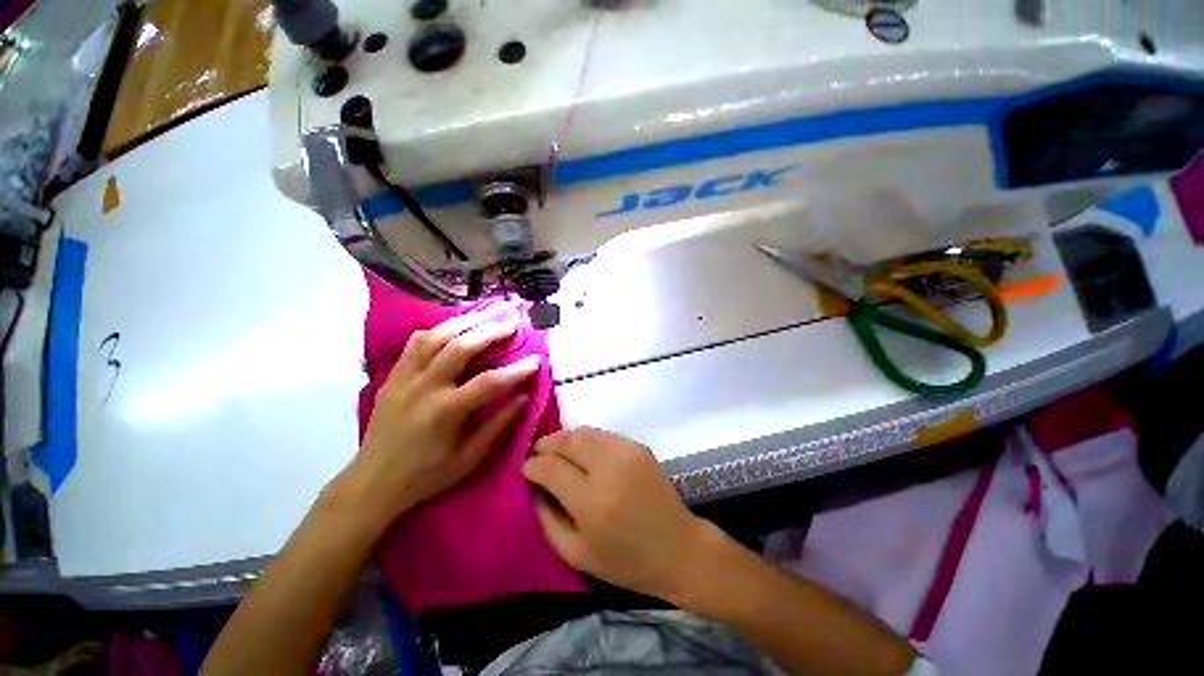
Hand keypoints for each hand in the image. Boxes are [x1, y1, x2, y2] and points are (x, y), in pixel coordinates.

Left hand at [352, 310, 540, 523]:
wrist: (372, 483)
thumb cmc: (426, 475)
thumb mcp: (469, 458)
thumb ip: (498, 425)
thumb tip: (524, 397)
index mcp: (446, 411)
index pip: (490, 382)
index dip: (517, 369)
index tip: (537, 360)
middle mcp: (424, 387)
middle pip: (461, 346)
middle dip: (491, 331)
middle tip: (511, 325)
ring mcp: (404, 378)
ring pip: (435, 336)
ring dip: (463, 322)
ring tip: (485, 316)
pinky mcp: (392, 377)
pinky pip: (414, 343)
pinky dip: (436, 331)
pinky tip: (450, 329)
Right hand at [523, 427, 714, 600]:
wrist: (678, 548)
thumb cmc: (626, 561)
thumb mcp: (576, 554)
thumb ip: (548, 519)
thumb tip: (534, 487)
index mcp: (592, 502)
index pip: (551, 468)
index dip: (532, 465)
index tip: (525, 469)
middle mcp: (609, 468)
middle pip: (568, 440)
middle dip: (546, 444)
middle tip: (536, 453)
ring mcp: (627, 452)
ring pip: (585, 431)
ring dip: (565, 438)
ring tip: (556, 450)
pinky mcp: (639, 446)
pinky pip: (603, 434)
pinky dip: (586, 439)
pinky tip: (583, 453)